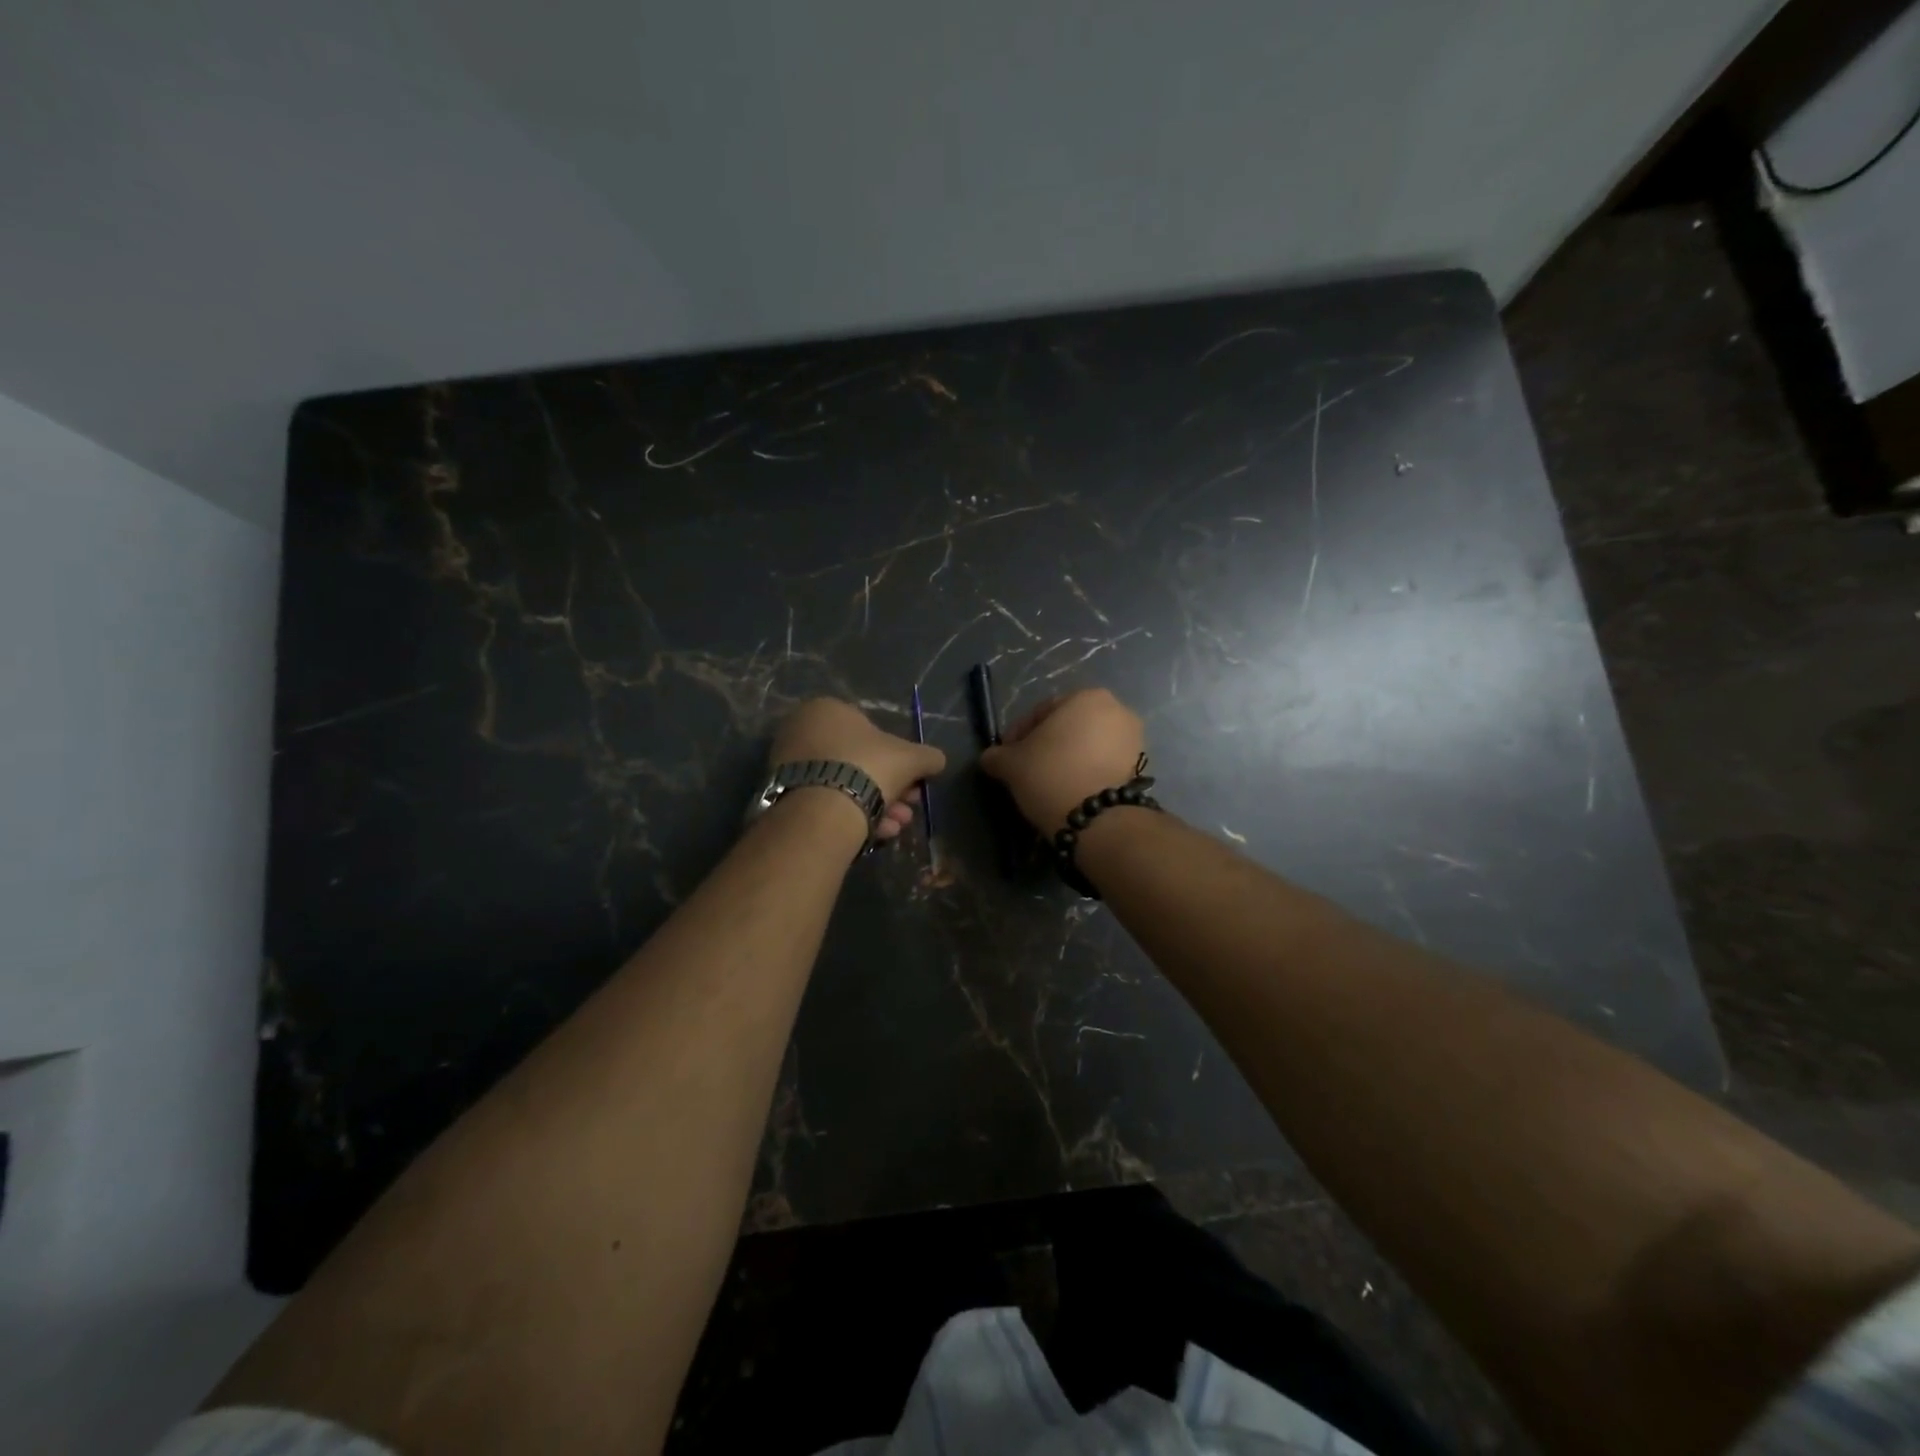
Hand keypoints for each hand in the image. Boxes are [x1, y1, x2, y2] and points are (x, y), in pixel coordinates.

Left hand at [769, 698, 945, 841]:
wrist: (823, 808)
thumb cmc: (868, 766)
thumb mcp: (910, 758)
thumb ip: (927, 756)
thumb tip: (938, 760)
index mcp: (827, 709)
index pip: (872, 732)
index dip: (900, 760)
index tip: (914, 783)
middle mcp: (802, 730)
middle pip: (859, 762)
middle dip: (890, 788)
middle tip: (909, 808)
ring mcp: (789, 764)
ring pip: (844, 784)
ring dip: (876, 805)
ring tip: (897, 826)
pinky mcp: (783, 796)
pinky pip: (826, 802)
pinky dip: (852, 815)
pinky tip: (876, 834)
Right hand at [980, 688, 1145, 834]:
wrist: (1097, 819)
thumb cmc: (1050, 776)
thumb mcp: (1011, 765)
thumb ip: (997, 756)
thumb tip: (990, 758)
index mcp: (1086, 697)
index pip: (1041, 712)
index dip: (1018, 735)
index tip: (1006, 757)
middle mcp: (1116, 710)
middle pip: (1067, 726)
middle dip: (1046, 745)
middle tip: (1026, 769)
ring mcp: (1133, 739)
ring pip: (1087, 745)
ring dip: (1067, 758)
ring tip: (1048, 782)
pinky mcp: (1139, 767)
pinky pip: (1103, 762)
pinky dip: (1086, 771)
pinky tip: (1070, 789)